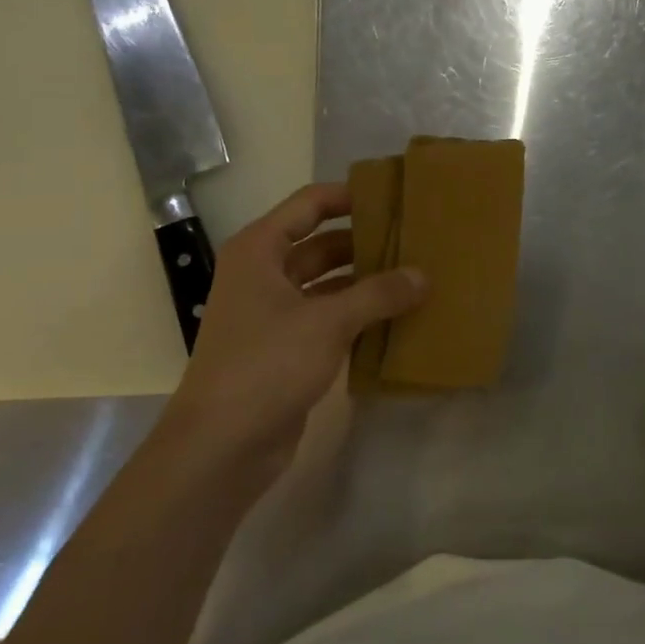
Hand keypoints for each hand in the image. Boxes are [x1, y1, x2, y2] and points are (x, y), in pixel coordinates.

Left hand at [163, 183, 425, 485]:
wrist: (221, 446)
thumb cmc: (266, 365)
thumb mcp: (327, 321)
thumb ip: (379, 294)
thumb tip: (423, 275)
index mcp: (260, 250)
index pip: (310, 204)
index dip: (350, 196)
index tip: (395, 197)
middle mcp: (264, 274)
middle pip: (322, 244)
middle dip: (366, 242)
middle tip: (417, 240)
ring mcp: (274, 314)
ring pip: (328, 284)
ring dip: (367, 282)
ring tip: (416, 277)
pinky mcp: (287, 349)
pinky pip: (330, 319)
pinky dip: (359, 316)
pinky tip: (398, 318)